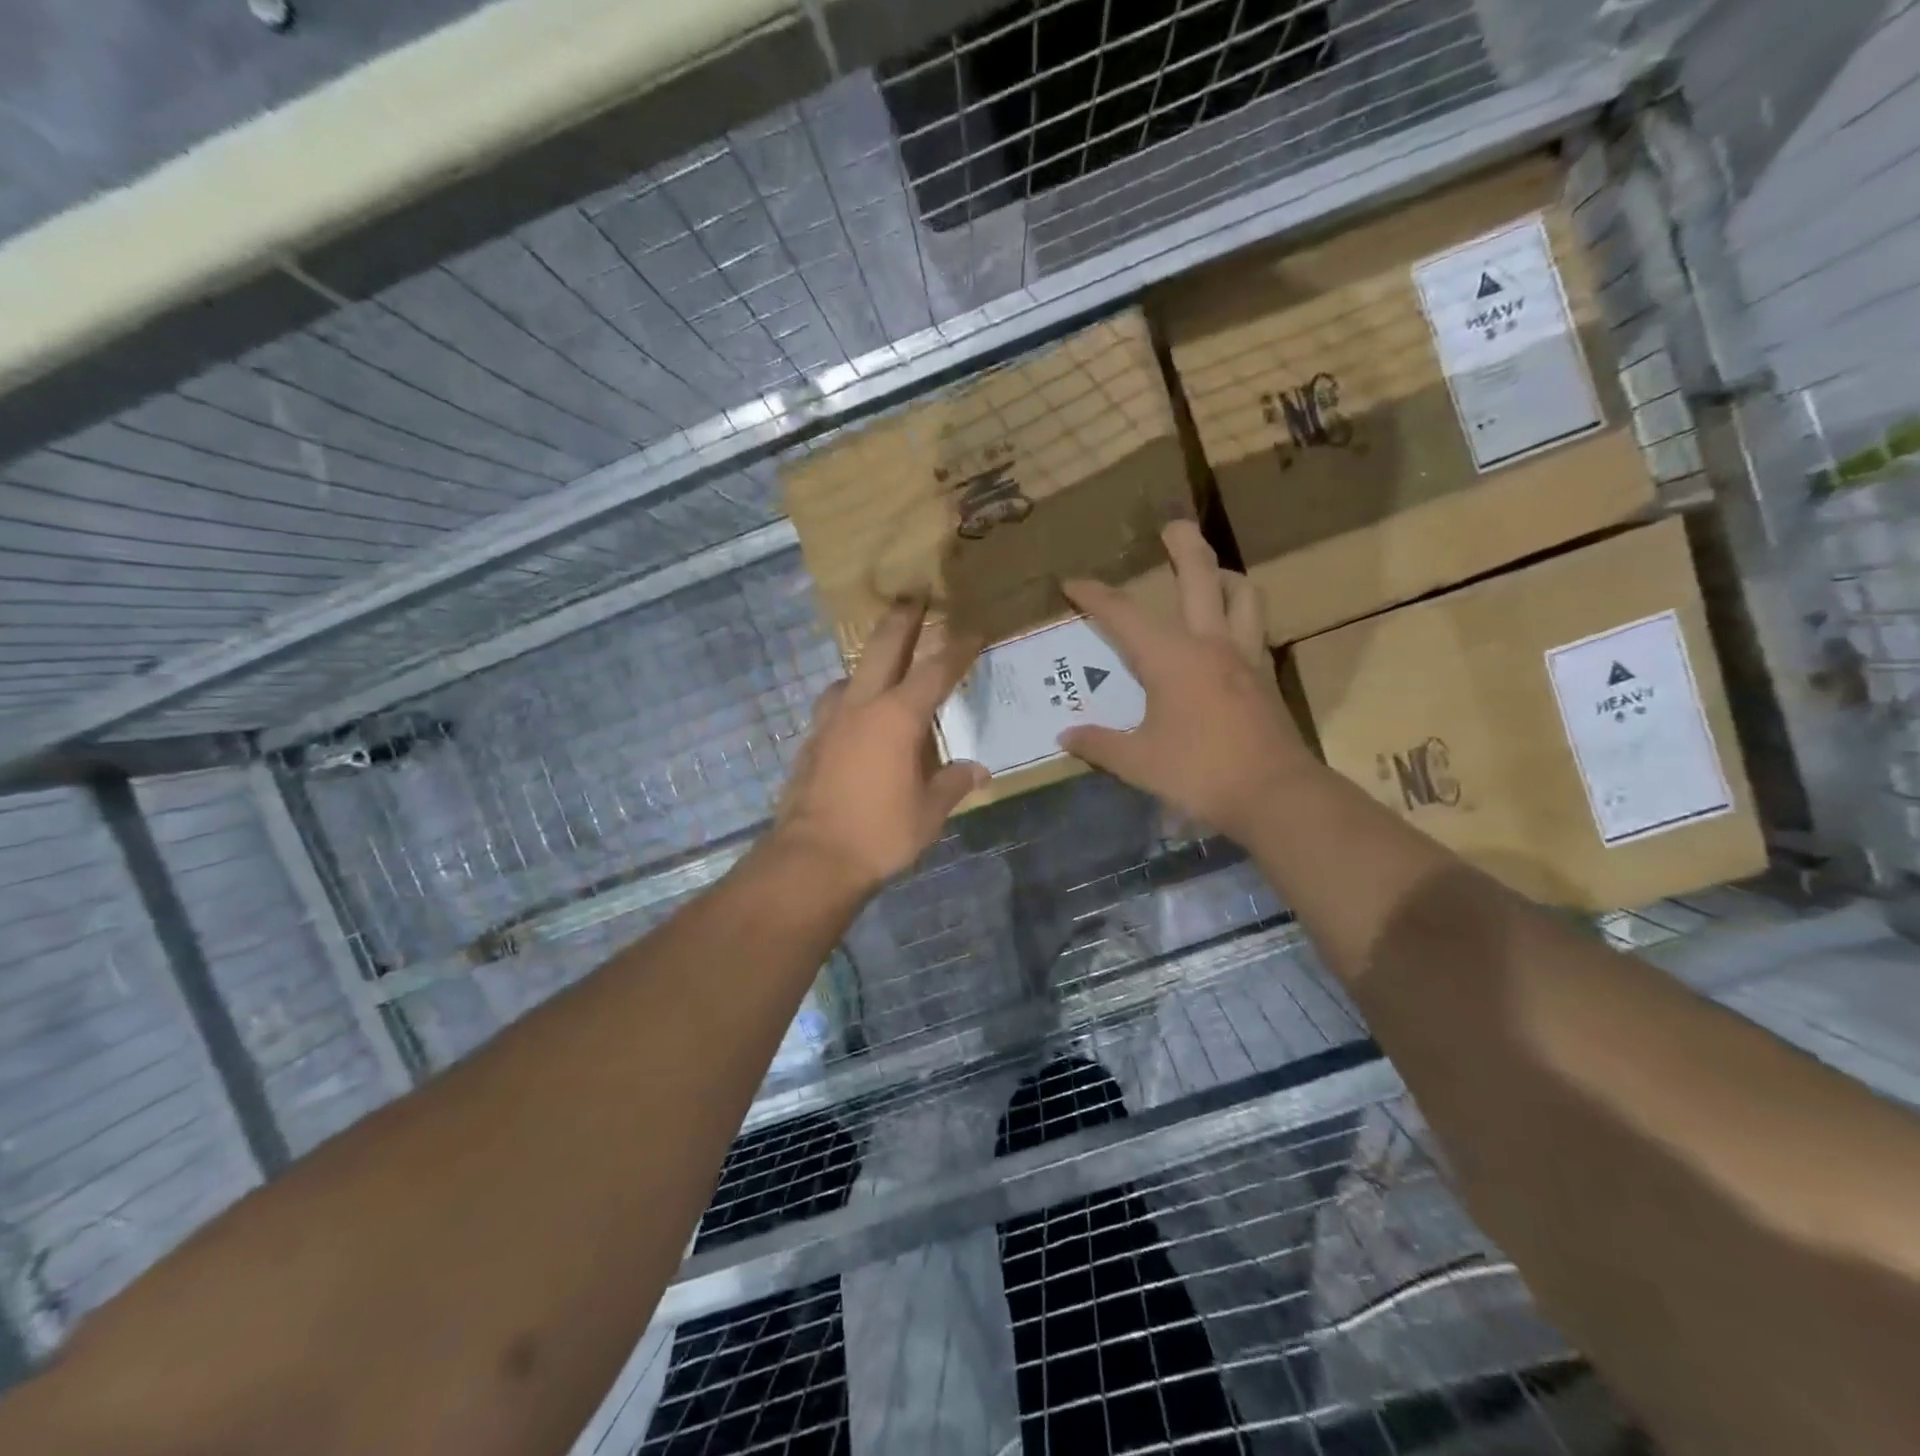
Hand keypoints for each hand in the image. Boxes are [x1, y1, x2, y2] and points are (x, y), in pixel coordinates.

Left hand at [774, 601, 987, 893]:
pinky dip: (849, 699)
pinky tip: (854, 718)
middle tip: (914, 595)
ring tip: (881, 667)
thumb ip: (953, 784)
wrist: (812, 858)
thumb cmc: (880, 833)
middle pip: (883, 649)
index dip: (957, 649)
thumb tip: (977, 770)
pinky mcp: (810, 742)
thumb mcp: (929, 813)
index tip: (972, 630)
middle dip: (902, 619)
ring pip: (849, 675)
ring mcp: (830, 722)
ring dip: (867, 662)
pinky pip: (833, 706)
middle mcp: (862, 707)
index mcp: (898, 718)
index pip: (935, 671)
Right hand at [1058, 521, 1312, 842]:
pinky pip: (1254, 628)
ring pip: (1243, 595)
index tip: (1072, 583)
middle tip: (1172, 525)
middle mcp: (1210, 644)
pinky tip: (1229, 631)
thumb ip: (1099, 745)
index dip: (1094, 596)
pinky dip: (1240, 615)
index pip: (1123, 615)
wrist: (1274, 795)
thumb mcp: (1137, 762)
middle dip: (1183, 545)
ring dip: (1225, 576)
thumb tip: (1066, 735)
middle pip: (1200, 576)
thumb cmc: (1199, 773)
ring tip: (1211, 574)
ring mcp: (1245, 657)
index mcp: (1171, 658)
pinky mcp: (1265, 677)